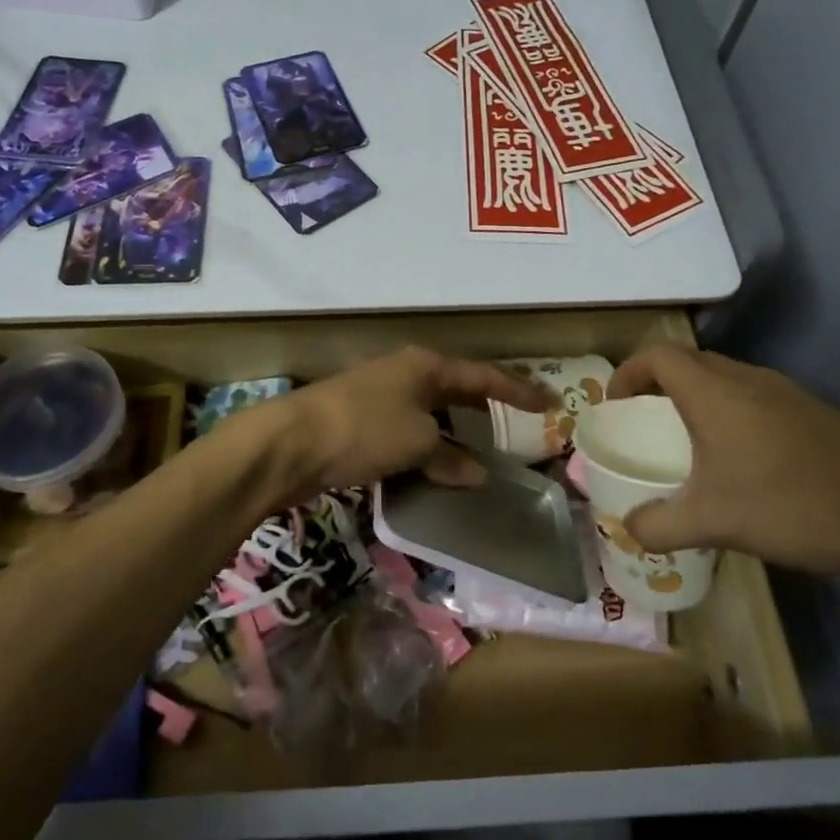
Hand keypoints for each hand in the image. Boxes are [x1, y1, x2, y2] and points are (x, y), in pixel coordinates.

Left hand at [250, 346, 553, 501]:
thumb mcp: (417, 442)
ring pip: (429, 414)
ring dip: (453, 434)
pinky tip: (434, 471)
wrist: (290, 443)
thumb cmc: (364, 429)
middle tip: (517, 425)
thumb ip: (450, 457)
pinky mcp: (359, 425)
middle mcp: (404, 375)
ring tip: (481, 456)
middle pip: (455, 390)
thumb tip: (476, 473)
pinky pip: (406, 435)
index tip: (549, 403)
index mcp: (424, 366)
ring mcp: (379, 398)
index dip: (517, 390)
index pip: (483, 376)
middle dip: (484, 408)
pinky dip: (425, 451)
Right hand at [607, 345, 839, 588]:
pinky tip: (740, 463)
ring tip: (688, 445)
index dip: (628, 372)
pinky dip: (729, 416)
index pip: (657, 355)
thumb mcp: (714, 522)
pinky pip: (753, 399)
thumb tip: (627, 529)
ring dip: (696, 400)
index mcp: (714, 393)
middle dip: (657, 386)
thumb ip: (659, 525)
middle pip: (689, 362)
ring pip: (724, 380)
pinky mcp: (813, 414)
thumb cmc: (793, 504)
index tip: (616, 406)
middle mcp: (748, 380)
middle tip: (645, 424)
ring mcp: (786, 394)